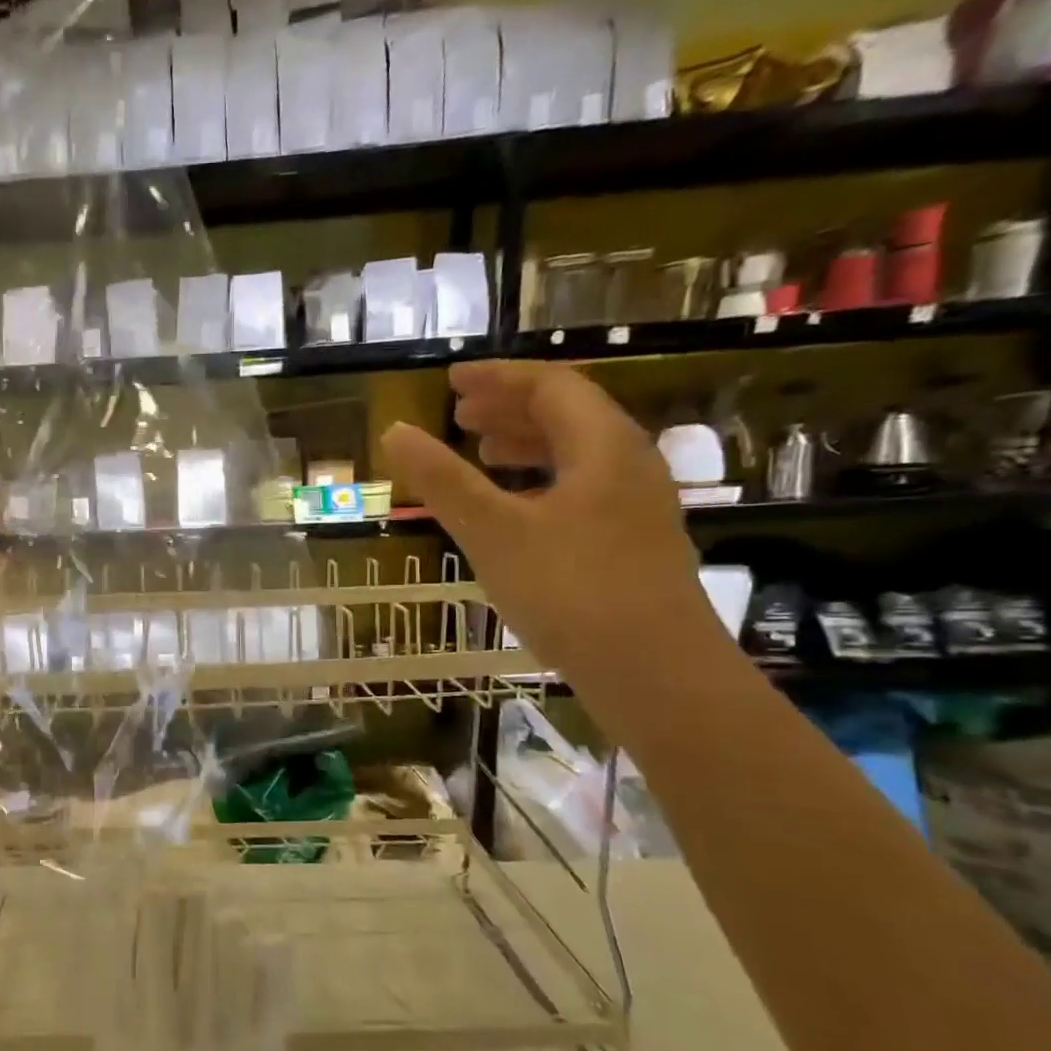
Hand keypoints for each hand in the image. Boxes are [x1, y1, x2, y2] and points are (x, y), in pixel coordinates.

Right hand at [380, 360, 714, 684]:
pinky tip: (515, 514)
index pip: (551, 386)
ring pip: (576, 457)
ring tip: (480, 457)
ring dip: (525, 447)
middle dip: (510, 410)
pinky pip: (580, 492)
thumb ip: (443, 481)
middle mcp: (628, 465)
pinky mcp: (631, 545)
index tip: (452, 382)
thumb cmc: (570, 591)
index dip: (499, 378)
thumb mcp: (493, 532)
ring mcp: (636, 507)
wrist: (654, 672)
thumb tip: (396, 432)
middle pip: (569, 416)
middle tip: (460, 417)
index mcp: (603, 446)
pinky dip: (539, 486)